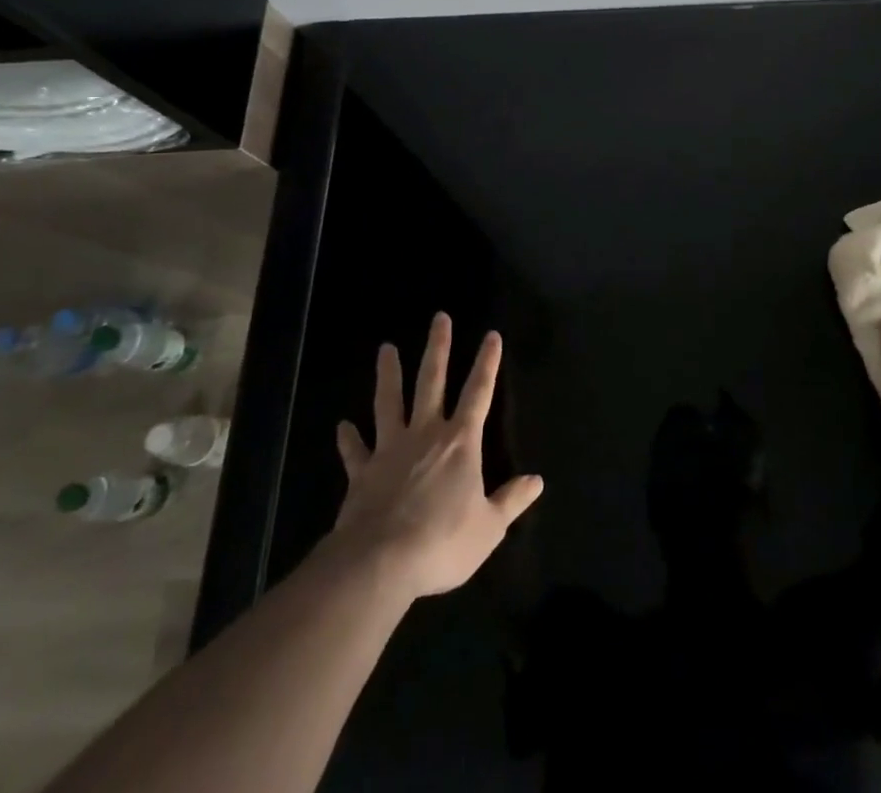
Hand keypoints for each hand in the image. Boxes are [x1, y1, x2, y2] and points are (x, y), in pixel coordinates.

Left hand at [333, 312, 542, 597]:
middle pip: (432, 382)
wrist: (379, 563)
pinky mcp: (362, 473)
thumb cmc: (441, 542)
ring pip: (389, 402)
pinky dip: (349, 440)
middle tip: (439, 318)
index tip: (491, 335)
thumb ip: (511, 501)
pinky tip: (342, 426)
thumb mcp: (488, 528)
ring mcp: (390, 450)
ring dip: (388, 375)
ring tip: (385, 348)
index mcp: (460, 442)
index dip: (487, 363)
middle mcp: (426, 434)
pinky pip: (355, 451)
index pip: (479, 392)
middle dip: (438, 348)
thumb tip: (537, 481)